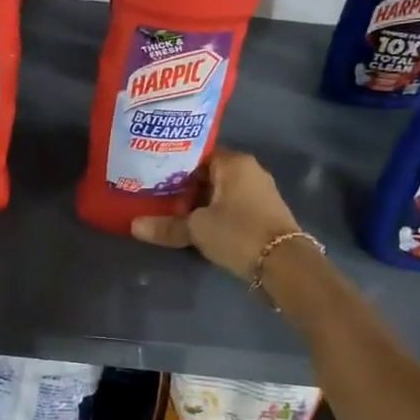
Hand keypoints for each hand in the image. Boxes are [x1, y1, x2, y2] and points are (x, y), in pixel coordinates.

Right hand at [131, 148, 303, 280]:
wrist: (285, 265)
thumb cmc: (239, 233)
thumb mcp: (197, 229)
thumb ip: (167, 225)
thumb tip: (134, 226)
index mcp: (234, 162)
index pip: (197, 154)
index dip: (173, 164)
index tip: (151, 174)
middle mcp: (249, 171)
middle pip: (208, 173)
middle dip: (183, 185)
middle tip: (154, 194)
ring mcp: (259, 192)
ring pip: (219, 192)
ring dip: (198, 202)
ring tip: (168, 210)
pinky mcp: (263, 214)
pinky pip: (231, 206)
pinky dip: (214, 213)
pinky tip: (195, 225)